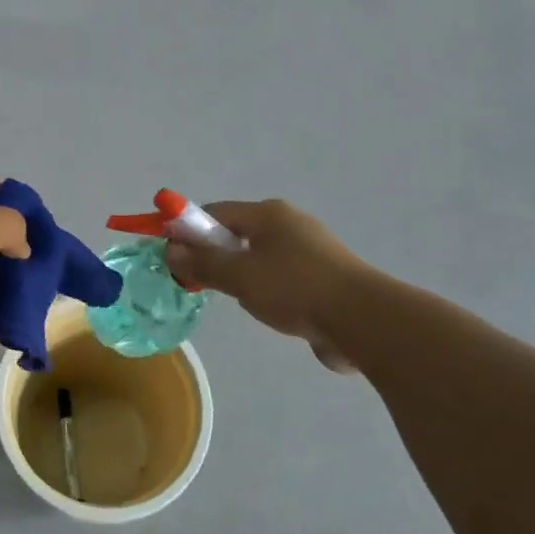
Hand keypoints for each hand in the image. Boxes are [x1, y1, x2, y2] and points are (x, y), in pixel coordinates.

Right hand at [164, 200, 368, 372]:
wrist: (363, 320)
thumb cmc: (294, 288)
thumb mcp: (239, 276)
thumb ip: (203, 264)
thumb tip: (171, 252)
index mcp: (268, 213)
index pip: (216, 212)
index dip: (189, 230)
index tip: (173, 255)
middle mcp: (290, 223)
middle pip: (239, 233)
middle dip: (216, 255)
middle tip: (201, 282)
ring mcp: (312, 250)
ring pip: (261, 257)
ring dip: (243, 275)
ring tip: (239, 301)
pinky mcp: (326, 277)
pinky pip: (284, 277)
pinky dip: (270, 290)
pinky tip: (271, 311)